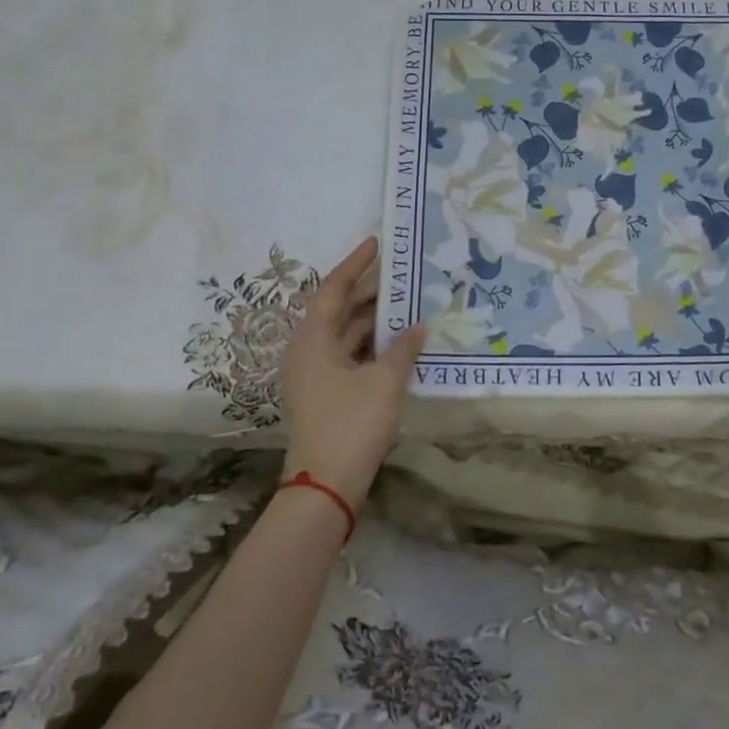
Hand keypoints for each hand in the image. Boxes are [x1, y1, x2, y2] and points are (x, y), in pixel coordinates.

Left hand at [279, 236, 426, 508]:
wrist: (326, 485)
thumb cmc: (352, 423)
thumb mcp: (385, 381)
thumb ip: (404, 347)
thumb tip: (419, 325)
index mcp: (313, 339)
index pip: (333, 289)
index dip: (355, 264)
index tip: (377, 243)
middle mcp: (309, 350)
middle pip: (339, 309)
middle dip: (369, 290)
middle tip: (402, 272)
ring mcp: (315, 373)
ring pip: (346, 333)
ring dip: (374, 319)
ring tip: (408, 301)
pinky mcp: (326, 392)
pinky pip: (350, 354)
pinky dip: (372, 343)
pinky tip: (400, 340)